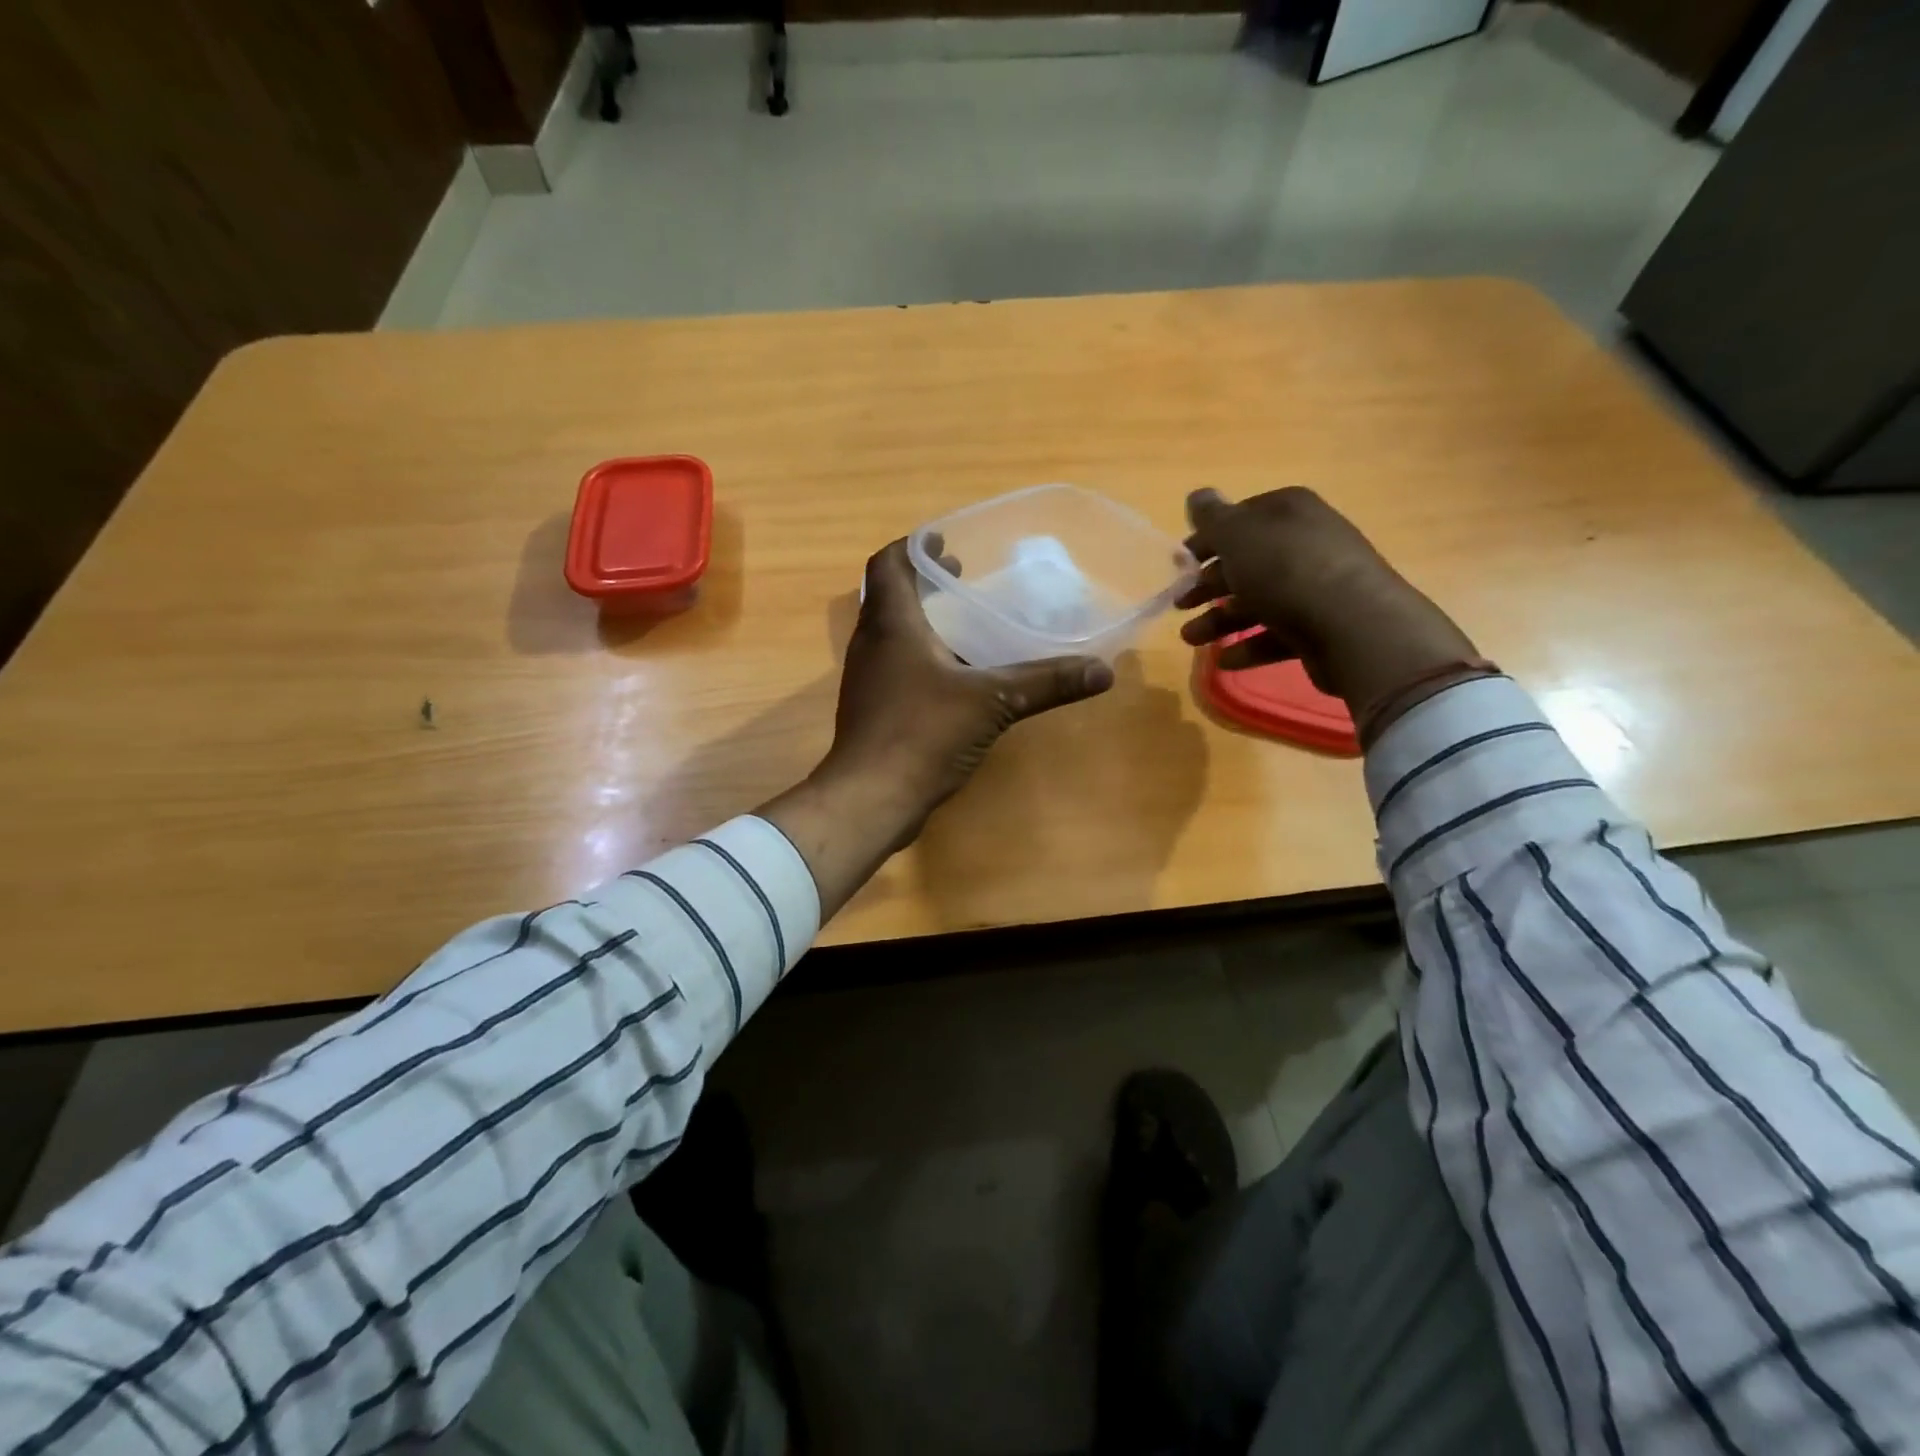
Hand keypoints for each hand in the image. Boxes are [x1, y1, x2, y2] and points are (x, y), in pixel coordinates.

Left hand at [758, 537, 1113, 920]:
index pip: (888, 564)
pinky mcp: (871, 710)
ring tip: (961, 624)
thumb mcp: (992, 702)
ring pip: (890, 634)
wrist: (870, 798)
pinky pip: (894, 668)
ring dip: (920, 622)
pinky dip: (918, 658)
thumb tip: (1102, 670)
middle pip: (888, 596)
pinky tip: (952, 678)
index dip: (914, 546)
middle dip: (923, 583)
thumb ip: (1045, 682)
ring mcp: (866, 680)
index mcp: (891, 624)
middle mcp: (871, 644)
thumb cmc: (923, 733)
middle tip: (961, 579)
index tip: (946, 544)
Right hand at [1176, 487, 1486, 740]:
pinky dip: (1248, 646)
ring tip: (1192, 640)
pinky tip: (1225, 660)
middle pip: (1247, 562)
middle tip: (1180, 604)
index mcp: (1288, 512)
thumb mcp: (1238, 535)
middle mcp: (1305, 543)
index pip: (1240, 519)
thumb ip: (1213, 518)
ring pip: (1258, 601)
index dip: (1207, 540)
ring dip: (1220, 621)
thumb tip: (1198, 495)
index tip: (1180, 563)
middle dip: (1209, 586)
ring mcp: (1316, 586)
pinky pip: (1277, 634)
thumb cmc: (1286, 570)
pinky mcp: (1321, 626)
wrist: (1351, 625)